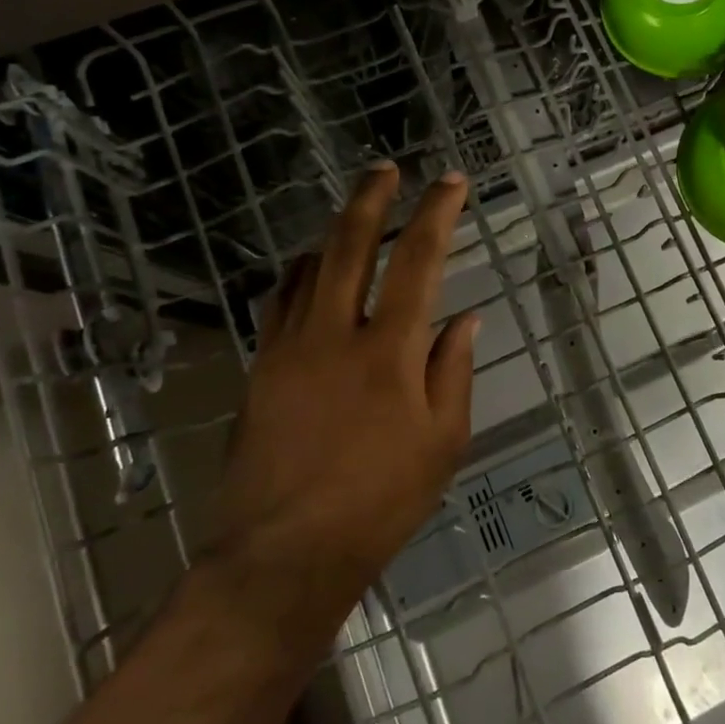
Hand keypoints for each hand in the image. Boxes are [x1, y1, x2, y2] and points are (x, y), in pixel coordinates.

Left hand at [207, 163, 478, 629]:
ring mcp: (290, 347)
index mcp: (390, 349)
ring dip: (335, 230)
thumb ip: (453, 369)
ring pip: (310, 266)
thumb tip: (465, 317)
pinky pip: (280, 301)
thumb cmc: (380, 502)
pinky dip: (300, 272)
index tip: (450, 182)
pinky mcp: (260, 368)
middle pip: (352, 243)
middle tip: (385, 168)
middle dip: (371, 197)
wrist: (282, 555)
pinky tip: (309, 268)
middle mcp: (336, 333)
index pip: (419, 260)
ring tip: (354, 212)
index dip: (437, 213)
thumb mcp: (443, 442)